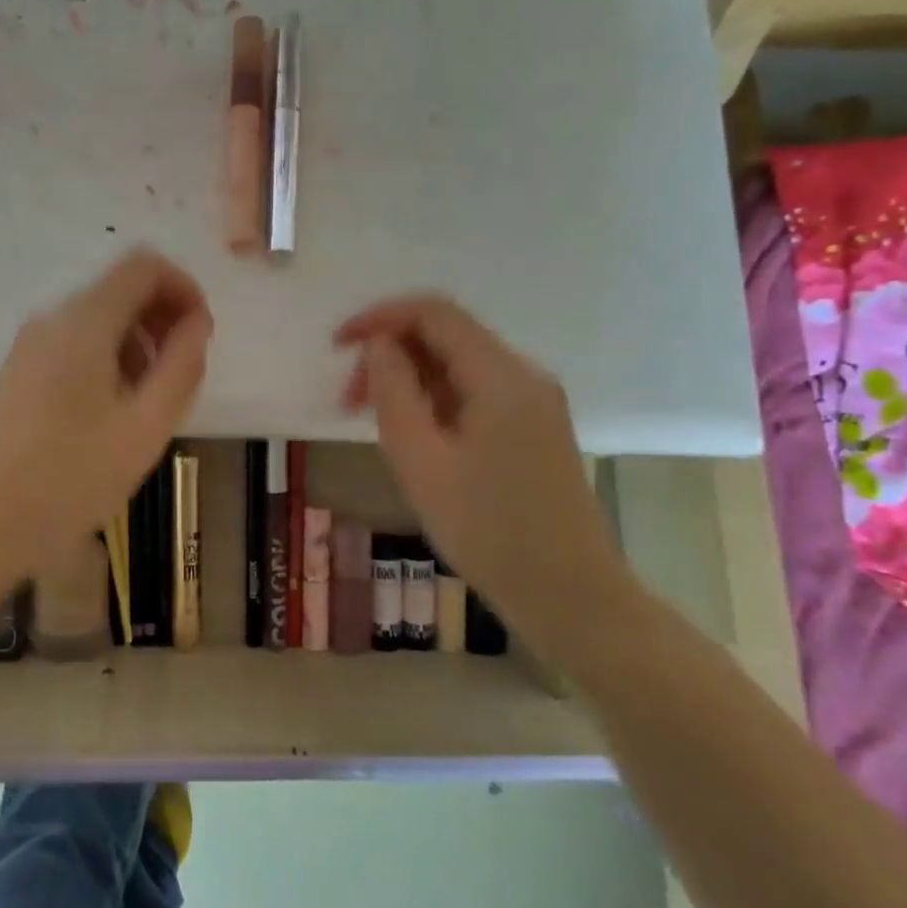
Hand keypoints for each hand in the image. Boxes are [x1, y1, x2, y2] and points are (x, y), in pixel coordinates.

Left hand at [0, 249, 212, 585]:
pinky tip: (114, 412)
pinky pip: (76, 344)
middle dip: (163, 319)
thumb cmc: (71, 478)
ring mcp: (30, 345)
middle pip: (121, 289)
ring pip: (100, 320)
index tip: (201, 337)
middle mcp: (53, 319)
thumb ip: (181, 367)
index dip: (184, 289)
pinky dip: (109, 360)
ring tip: (150, 403)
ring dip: (138, 344)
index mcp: (84, 321)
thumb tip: (196, 324)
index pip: (144, 266)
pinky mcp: (20, 371)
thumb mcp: (145, 427)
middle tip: (181, 376)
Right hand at [335, 296, 634, 650]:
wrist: (569, 594)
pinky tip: (413, 437)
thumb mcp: (420, 460)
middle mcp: (523, 375)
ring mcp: (534, 402)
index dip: (379, 318)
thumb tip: (379, 345)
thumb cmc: (487, 529)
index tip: (337, 347)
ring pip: (457, 366)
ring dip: (408, 380)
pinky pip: (473, 393)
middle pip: (445, 336)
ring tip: (372, 423)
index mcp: (500, 376)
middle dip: (389, 354)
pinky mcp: (533, 428)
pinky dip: (433, 401)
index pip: (433, 312)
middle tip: (348, 401)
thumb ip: (393, 392)